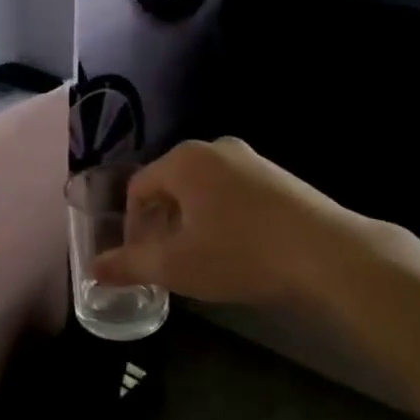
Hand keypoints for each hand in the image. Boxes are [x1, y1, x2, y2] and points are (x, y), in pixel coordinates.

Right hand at [90, 137, 356, 306]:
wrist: (327, 253)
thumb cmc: (239, 253)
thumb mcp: (176, 266)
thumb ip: (129, 265)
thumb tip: (92, 271)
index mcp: (183, 160)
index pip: (138, 188)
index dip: (132, 227)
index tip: (142, 260)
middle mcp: (214, 148)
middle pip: (170, 186)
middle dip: (162, 225)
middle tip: (169, 262)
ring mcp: (251, 159)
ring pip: (203, 190)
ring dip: (193, 222)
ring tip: (203, 259)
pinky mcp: (279, 176)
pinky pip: (233, 193)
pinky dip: (223, 217)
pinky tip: (238, 249)